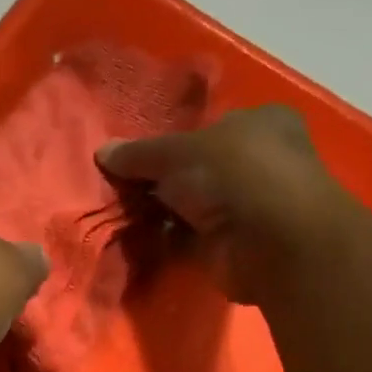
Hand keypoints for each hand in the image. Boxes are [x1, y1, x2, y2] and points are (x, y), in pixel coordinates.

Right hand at [97, 105, 356, 304]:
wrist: (270, 244)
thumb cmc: (235, 175)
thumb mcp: (178, 152)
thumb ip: (139, 153)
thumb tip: (102, 152)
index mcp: (258, 124)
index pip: (205, 129)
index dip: (167, 141)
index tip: (131, 156)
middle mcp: (255, 163)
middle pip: (193, 170)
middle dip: (156, 181)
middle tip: (116, 187)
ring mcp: (243, 208)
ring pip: (187, 207)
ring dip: (156, 213)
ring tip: (115, 213)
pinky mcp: (229, 247)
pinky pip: (185, 240)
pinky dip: (162, 241)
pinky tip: (131, 240)